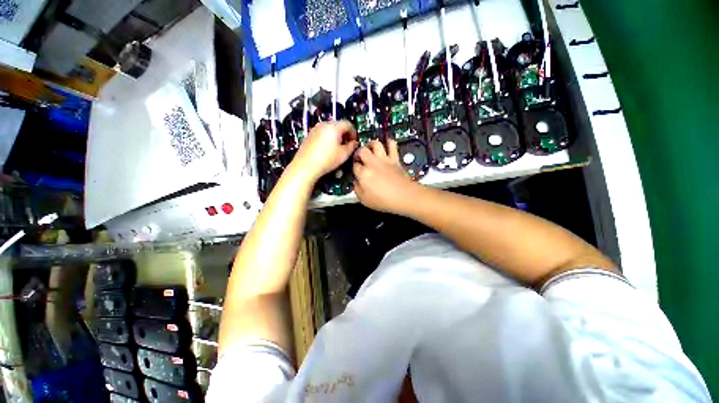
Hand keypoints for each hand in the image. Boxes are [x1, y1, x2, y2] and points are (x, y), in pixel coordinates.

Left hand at [290, 120, 357, 182]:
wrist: (306, 166)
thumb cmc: (326, 160)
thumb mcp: (344, 154)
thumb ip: (352, 146)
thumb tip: (354, 143)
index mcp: (333, 127)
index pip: (348, 124)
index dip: (353, 133)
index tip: (354, 142)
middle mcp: (323, 125)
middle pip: (338, 125)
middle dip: (345, 134)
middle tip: (347, 146)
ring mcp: (315, 129)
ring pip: (330, 129)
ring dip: (336, 137)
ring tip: (337, 149)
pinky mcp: (309, 135)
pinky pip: (322, 133)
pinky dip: (328, 138)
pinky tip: (328, 150)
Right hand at [353, 140, 422, 214]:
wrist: (405, 196)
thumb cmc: (384, 201)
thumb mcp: (365, 200)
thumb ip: (357, 190)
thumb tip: (356, 182)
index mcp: (363, 174)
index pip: (354, 166)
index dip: (354, 167)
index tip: (356, 171)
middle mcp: (372, 163)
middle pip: (362, 151)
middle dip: (359, 153)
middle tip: (360, 158)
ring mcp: (384, 159)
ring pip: (375, 144)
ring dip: (371, 145)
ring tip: (370, 149)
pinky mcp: (395, 159)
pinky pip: (392, 145)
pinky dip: (389, 143)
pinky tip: (387, 145)